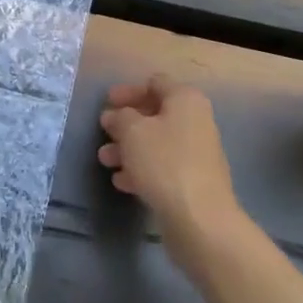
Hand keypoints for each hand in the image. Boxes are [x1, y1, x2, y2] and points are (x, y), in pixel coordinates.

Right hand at [99, 75, 248, 264]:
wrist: (199, 218)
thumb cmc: (164, 163)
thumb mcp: (132, 131)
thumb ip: (120, 117)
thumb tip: (116, 116)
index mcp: (185, 100)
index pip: (154, 83)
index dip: (128, 91)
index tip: (106, 103)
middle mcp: (195, 121)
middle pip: (154, 114)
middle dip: (125, 123)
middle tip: (103, 132)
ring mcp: (196, 153)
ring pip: (155, 142)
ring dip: (128, 148)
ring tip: (105, 160)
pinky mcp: (192, 180)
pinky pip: (162, 166)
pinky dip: (141, 169)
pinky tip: (122, 182)